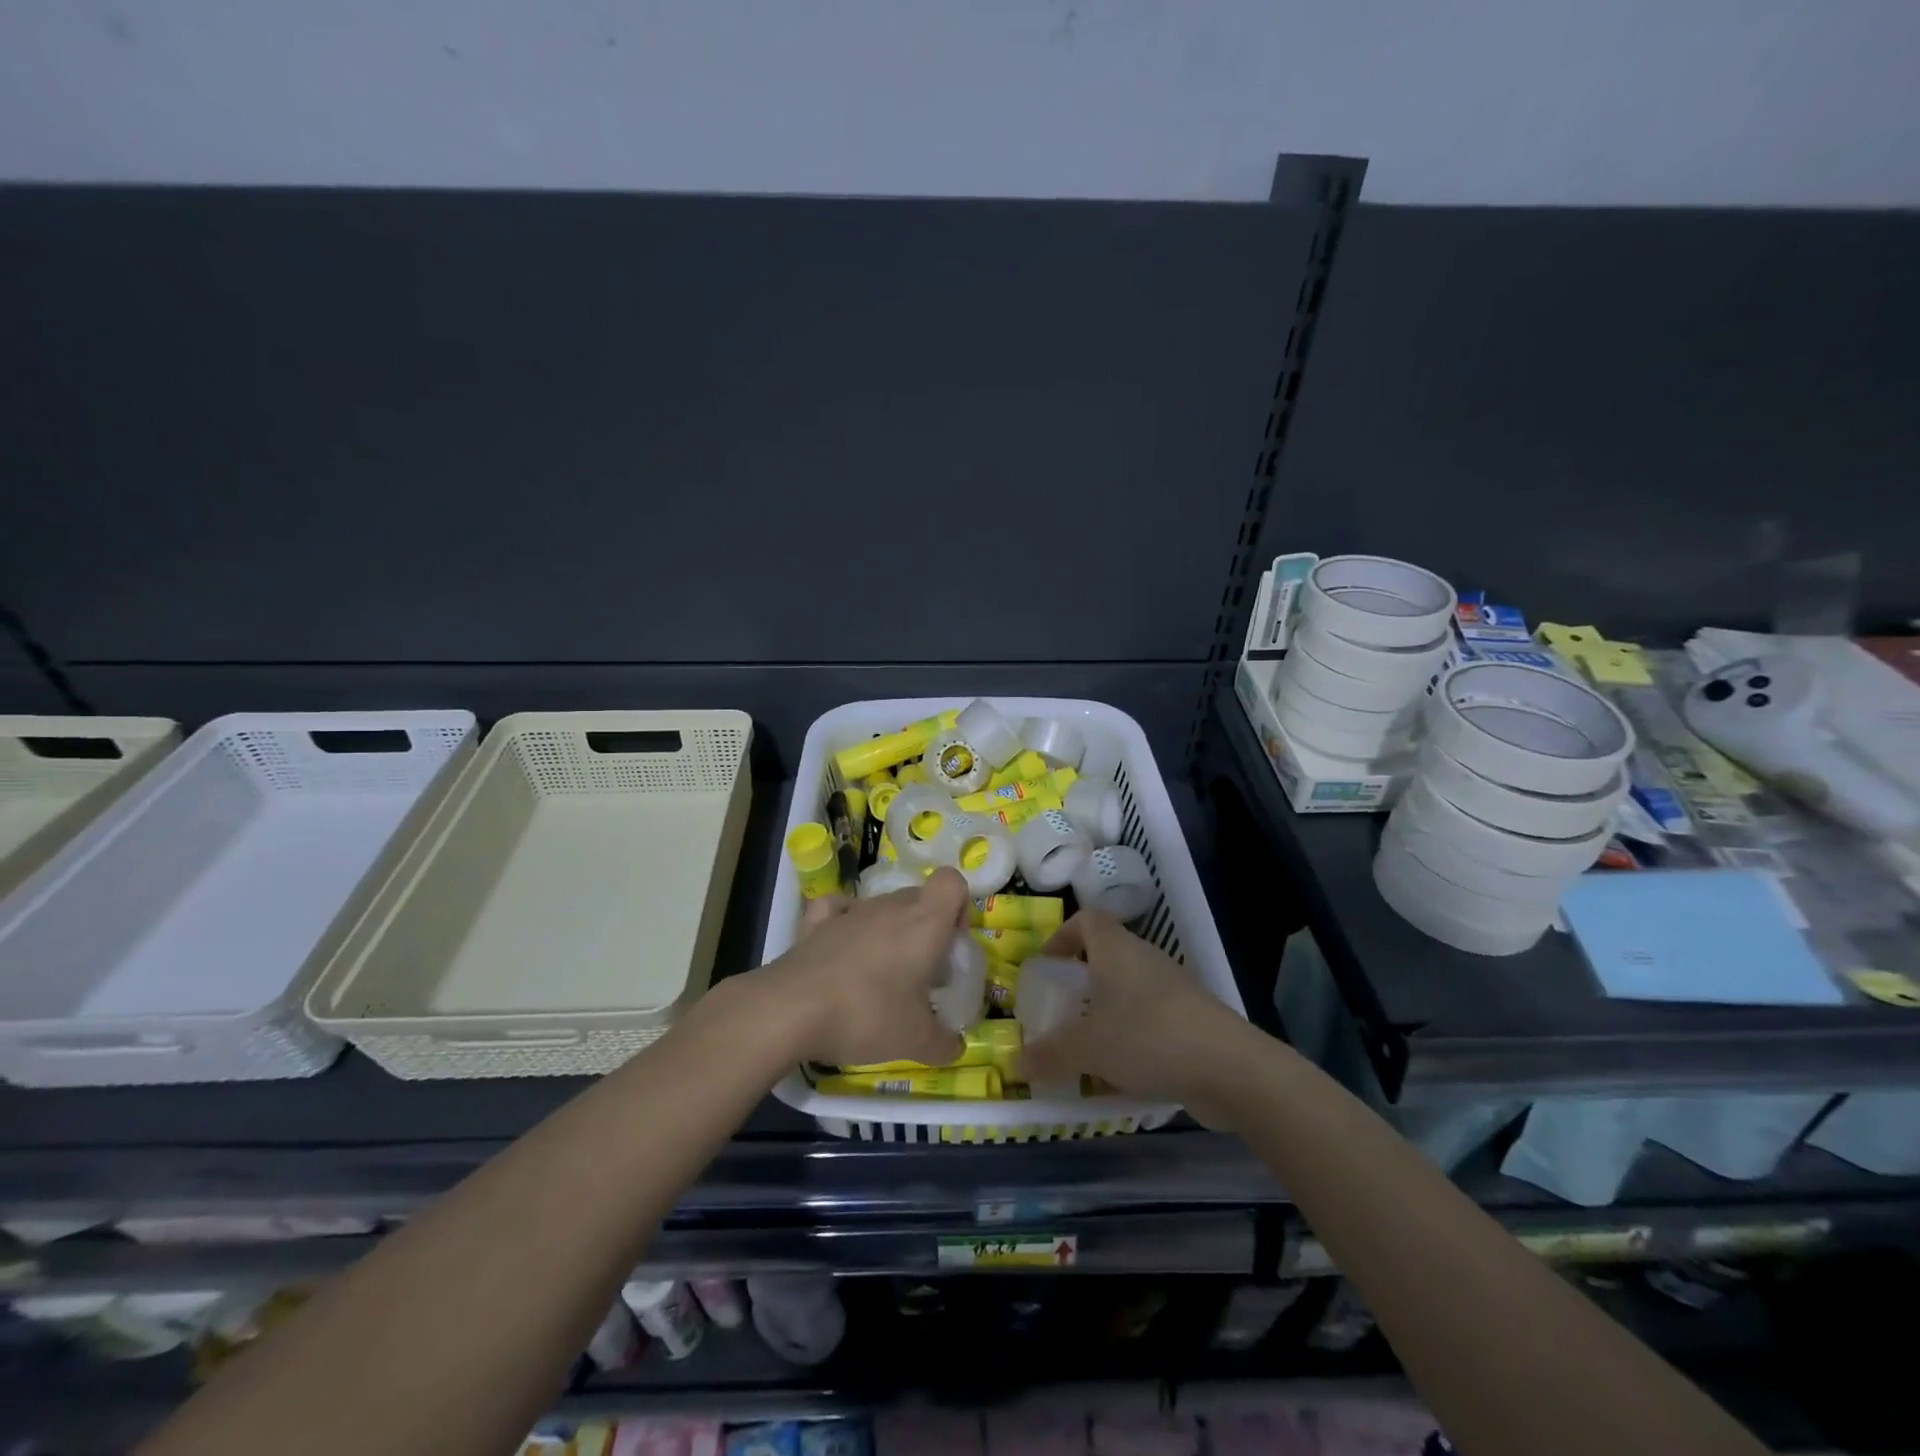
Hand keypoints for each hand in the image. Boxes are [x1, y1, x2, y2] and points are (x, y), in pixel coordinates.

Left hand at [750, 868, 969, 1068]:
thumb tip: (957, 1047)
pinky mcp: (816, 922)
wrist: (791, 1010)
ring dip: (889, 930)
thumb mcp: (915, 1041)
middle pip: (919, 897)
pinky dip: (845, 921)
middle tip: (920, 972)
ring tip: (880, 975)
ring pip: (882, 906)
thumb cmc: (867, 1015)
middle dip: (926, 927)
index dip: (959, 907)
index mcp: (924, 922)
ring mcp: (851, 910)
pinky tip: (844, 949)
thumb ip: (944, 1043)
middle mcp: (890, 906)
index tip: (950, 945)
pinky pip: (839, 909)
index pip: (952, 882)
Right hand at [1016, 910, 1256, 1126]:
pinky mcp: (1191, 1019)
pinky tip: (1121, 1073)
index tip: (1046, 964)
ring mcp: (1172, 989)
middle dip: (1081, 981)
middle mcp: (1144, 959)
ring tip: (1086, 1047)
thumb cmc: (1147, 1037)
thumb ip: (1051, 1053)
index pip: (1087, 920)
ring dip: (1106, 1013)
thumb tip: (1016, 1063)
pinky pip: (1149, 1020)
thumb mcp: (1088, 1047)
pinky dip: (1130, 1038)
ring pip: (1128, 991)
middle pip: (1107, 956)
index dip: (1063, 935)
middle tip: (1060, 1011)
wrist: (1229, 1068)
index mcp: (1116, 949)